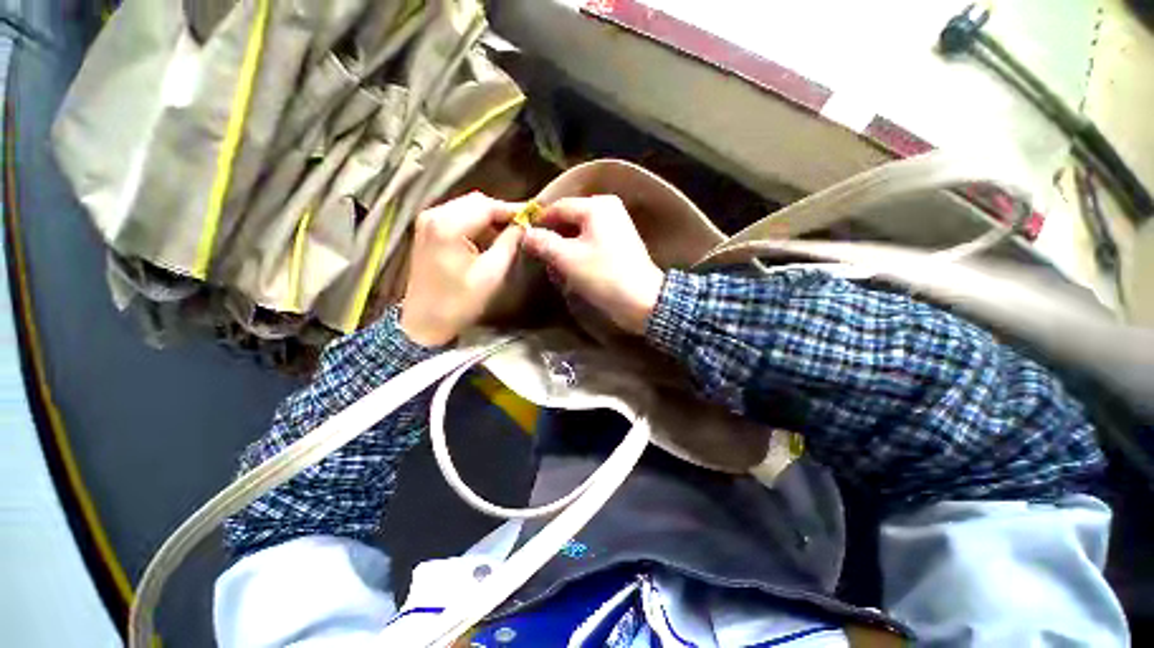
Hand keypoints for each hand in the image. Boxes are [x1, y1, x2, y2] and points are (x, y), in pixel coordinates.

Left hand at [400, 192, 524, 345]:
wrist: (424, 322)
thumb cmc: (459, 302)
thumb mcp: (491, 274)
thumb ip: (509, 244)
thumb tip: (524, 225)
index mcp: (447, 225)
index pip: (487, 206)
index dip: (514, 209)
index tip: (536, 214)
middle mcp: (433, 214)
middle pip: (476, 202)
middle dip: (502, 212)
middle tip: (524, 224)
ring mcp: (427, 221)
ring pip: (468, 207)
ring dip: (490, 217)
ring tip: (512, 231)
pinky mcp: (427, 230)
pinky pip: (458, 216)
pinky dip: (477, 223)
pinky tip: (491, 237)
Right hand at [522, 196, 663, 334]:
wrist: (642, 300)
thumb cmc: (603, 275)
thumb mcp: (567, 258)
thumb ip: (543, 242)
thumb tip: (526, 234)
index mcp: (596, 206)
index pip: (557, 207)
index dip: (539, 223)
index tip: (524, 240)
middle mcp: (608, 208)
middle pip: (569, 218)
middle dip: (553, 236)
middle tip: (539, 255)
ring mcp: (616, 225)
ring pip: (579, 231)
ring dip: (565, 246)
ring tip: (553, 264)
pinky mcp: (619, 242)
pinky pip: (591, 240)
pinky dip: (578, 251)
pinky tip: (570, 266)